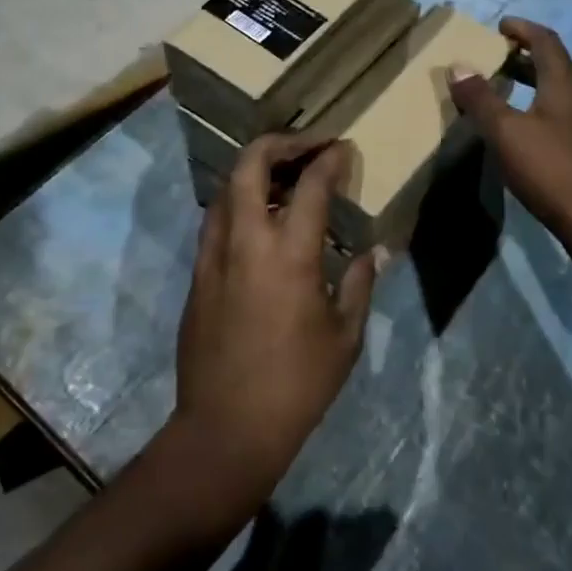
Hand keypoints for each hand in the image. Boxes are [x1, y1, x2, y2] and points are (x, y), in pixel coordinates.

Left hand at [170, 134, 378, 520]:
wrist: (226, 428)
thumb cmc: (297, 385)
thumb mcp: (344, 337)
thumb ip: (358, 283)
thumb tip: (374, 251)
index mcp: (289, 254)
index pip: (310, 185)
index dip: (329, 159)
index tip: (344, 150)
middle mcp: (245, 241)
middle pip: (251, 165)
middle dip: (280, 143)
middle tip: (308, 146)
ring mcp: (213, 255)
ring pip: (226, 188)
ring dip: (255, 171)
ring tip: (284, 178)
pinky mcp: (197, 274)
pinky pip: (216, 219)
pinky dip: (239, 203)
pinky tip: (260, 220)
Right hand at [448, 18, 571, 258]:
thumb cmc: (550, 170)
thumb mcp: (506, 132)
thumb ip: (481, 98)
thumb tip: (458, 66)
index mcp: (566, 85)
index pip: (546, 41)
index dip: (523, 29)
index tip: (500, 26)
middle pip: (555, 65)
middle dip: (525, 56)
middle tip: (496, 57)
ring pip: (560, 92)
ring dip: (533, 83)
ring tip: (504, 90)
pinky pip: (563, 114)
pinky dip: (541, 107)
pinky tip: (525, 129)